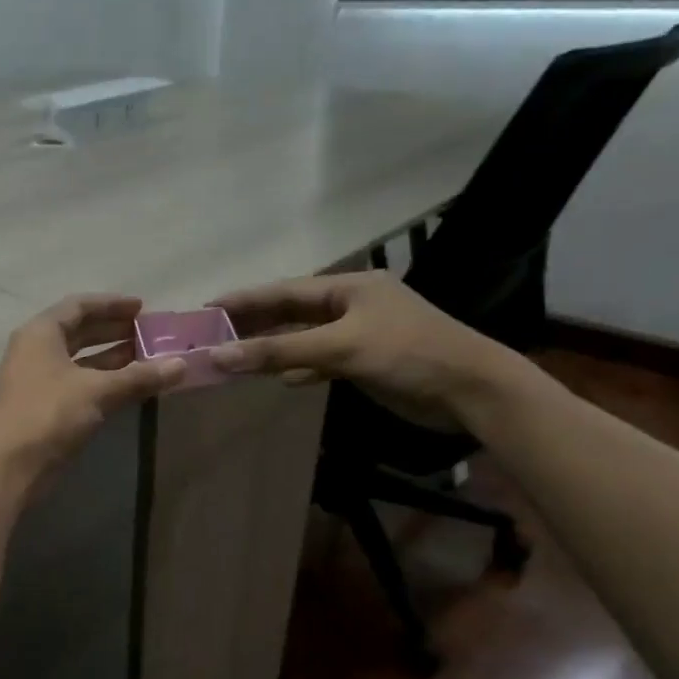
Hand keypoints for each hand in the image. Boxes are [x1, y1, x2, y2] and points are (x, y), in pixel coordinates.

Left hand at [0, 294, 186, 481]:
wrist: (6, 467)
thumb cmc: (48, 415)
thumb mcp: (97, 391)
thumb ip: (139, 376)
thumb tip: (182, 365)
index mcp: (41, 333)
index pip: (79, 306)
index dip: (112, 304)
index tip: (143, 308)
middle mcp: (36, 351)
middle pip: (79, 332)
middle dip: (114, 331)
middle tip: (151, 334)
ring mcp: (37, 381)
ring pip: (80, 361)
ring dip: (112, 359)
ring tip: (149, 359)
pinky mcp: (42, 408)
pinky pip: (78, 384)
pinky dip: (103, 382)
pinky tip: (129, 388)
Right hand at [208, 271, 526, 431]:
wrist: (472, 391)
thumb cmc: (408, 355)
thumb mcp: (340, 348)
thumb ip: (279, 351)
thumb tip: (219, 355)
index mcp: (348, 287)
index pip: (283, 291)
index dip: (243, 300)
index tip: (206, 308)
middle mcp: (352, 305)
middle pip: (291, 312)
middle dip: (253, 325)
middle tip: (212, 335)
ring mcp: (361, 334)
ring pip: (304, 338)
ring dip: (272, 349)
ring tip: (234, 357)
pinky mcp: (368, 362)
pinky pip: (322, 359)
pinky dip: (301, 367)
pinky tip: (282, 379)